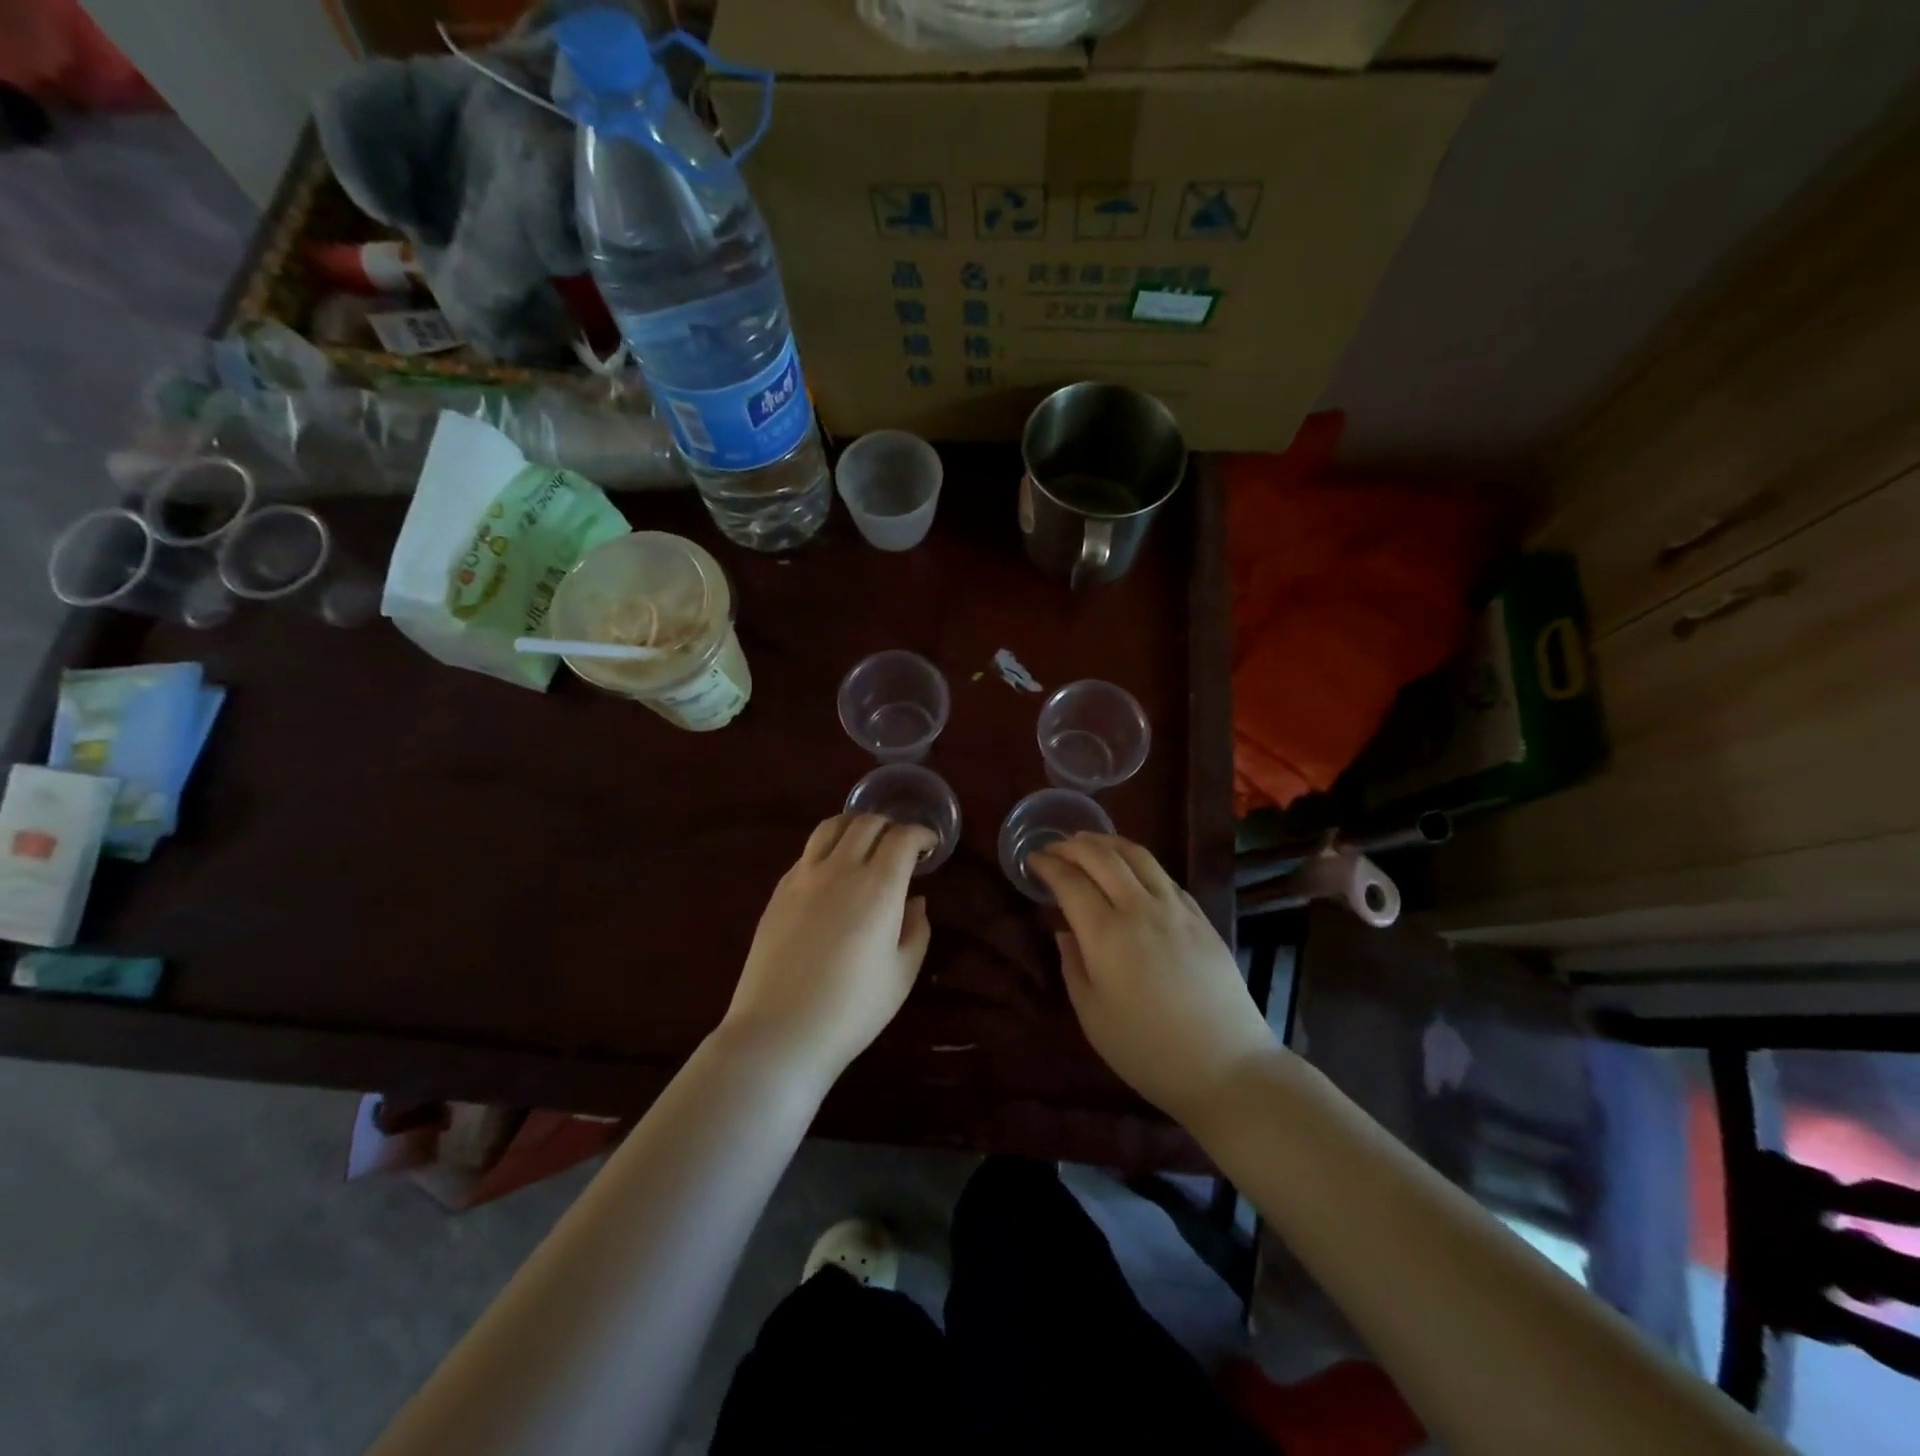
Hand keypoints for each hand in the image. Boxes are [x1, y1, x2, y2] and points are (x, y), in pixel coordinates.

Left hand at [723, 814, 935, 1081]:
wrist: (780, 1031)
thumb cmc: (852, 1009)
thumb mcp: (902, 974)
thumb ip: (916, 929)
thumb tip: (915, 900)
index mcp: (878, 886)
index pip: (902, 837)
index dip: (921, 835)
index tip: (930, 847)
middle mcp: (840, 869)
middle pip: (867, 822)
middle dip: (891, 826)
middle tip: (901, 846)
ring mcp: (803, 876)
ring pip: (831, 826)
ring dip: (855, 826)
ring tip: (866, 843)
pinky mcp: (779, 890)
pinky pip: (808, 851)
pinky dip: (829, 847)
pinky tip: (833, 872)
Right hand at [1029, 834, 1277, 1124]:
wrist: (1226, 1066)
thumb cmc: (1148, 1050)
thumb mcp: (1093, 1016)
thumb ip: (1073, 965)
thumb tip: (1066, 931)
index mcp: (1106, 933)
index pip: (1070, 881)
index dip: (1047, 865)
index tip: (1032, 860)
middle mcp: (1140, 908)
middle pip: (1102, 856)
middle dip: (1072, 845)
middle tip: (1055, 848)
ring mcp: (1175, 908)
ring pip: (1137, 855)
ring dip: (1107, 842)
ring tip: (1089, 842)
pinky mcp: (1200, 916)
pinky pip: (1163, 874)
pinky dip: (1138, 861)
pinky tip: (1131, 869)